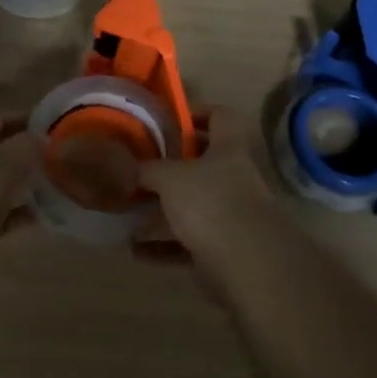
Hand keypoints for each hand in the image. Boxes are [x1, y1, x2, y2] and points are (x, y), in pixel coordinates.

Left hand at [0, 112, 42, 259]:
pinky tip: (39, 219)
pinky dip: (15, 215)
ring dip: (23, 186)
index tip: (56, 127)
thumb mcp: (1, 166)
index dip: (25, 120)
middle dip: (27, 155)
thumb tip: (41, 138)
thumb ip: (25, 147)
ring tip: (56, 189)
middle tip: (60, 160)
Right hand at [135, 108, 283, 292]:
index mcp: (228, 149)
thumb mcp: (170, 177)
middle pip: (202, 164)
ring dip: (162, 210)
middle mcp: (233, 178)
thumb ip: (148, 169)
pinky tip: (136, 249)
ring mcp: (229, 216)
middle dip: (170, 166)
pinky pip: (186, 243)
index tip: (168, 120)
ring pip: (192, 206)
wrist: (248, 265)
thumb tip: (128, 167)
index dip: (197, 112)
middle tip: (139, 165)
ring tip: (130, 209)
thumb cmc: (210, 203)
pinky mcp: (221, 250)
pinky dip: (163, 246)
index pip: (219, 116)